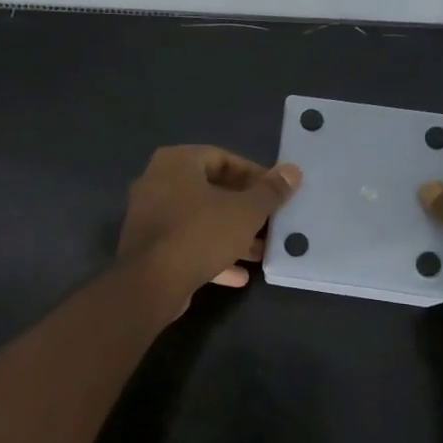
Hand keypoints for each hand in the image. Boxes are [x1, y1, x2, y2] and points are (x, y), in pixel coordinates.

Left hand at [118, 146, 300, 301]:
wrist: (150, 283)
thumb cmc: (200, 234)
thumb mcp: (245, 212)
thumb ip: (270, 191)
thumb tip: (293, 171)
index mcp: (177, 162)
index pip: (223, 158)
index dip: (254, 175)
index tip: (276, 193)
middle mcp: (158, 181)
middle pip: (211, 190)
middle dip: (245, 209)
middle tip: (271, 222)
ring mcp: (150, 215)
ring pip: (200, 220)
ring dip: (231, 235)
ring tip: (261, 251)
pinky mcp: (149, 247)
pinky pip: (186, 243)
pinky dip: (212, 254)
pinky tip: (239, 275)